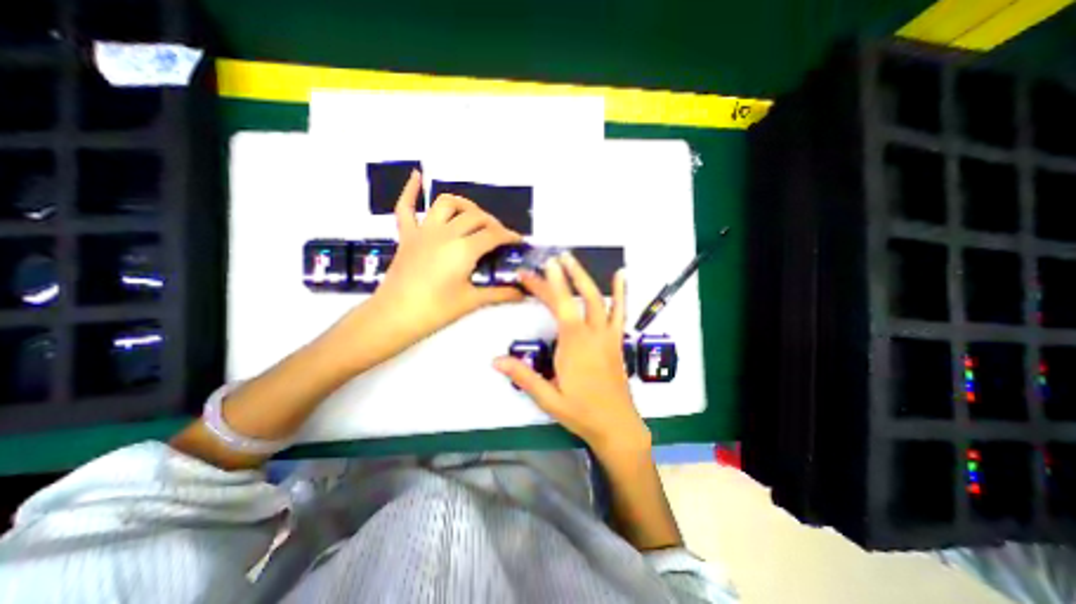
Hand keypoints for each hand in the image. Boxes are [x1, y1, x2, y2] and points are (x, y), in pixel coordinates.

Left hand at [366, 173, 526, 346]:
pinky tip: (417, 176)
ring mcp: (424, 231)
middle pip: (476, 217)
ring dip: (465, 205)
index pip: (494, 235)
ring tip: (474, 216)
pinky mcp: (407, 235)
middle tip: (500, 237)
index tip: (519, 241)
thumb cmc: (436, 310)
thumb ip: (500, 294)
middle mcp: (446, 233)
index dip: (509, 236)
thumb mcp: (472, 301)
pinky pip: (405, 207)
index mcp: (464, 249)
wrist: (394, 316)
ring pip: (447, 203)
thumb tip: (524, 294)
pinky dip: (410, 190)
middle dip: (493, 223)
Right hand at [493, 253, 646, 455]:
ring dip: (585, 277)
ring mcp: (607, 335)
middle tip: (551, 258)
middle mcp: (592, 333)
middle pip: (576, 297)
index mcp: (573, 344)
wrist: (616, 425)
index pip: (559, 306)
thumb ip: (523, 376)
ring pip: (598, 299)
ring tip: (573, 259)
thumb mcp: (548, 398)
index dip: (545, 285)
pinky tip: (621, 275)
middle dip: (562, 275)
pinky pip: (620, 312)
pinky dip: (621, 292)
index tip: (533, 271)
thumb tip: (495, 360)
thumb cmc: (580, 412)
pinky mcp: (616, 340)